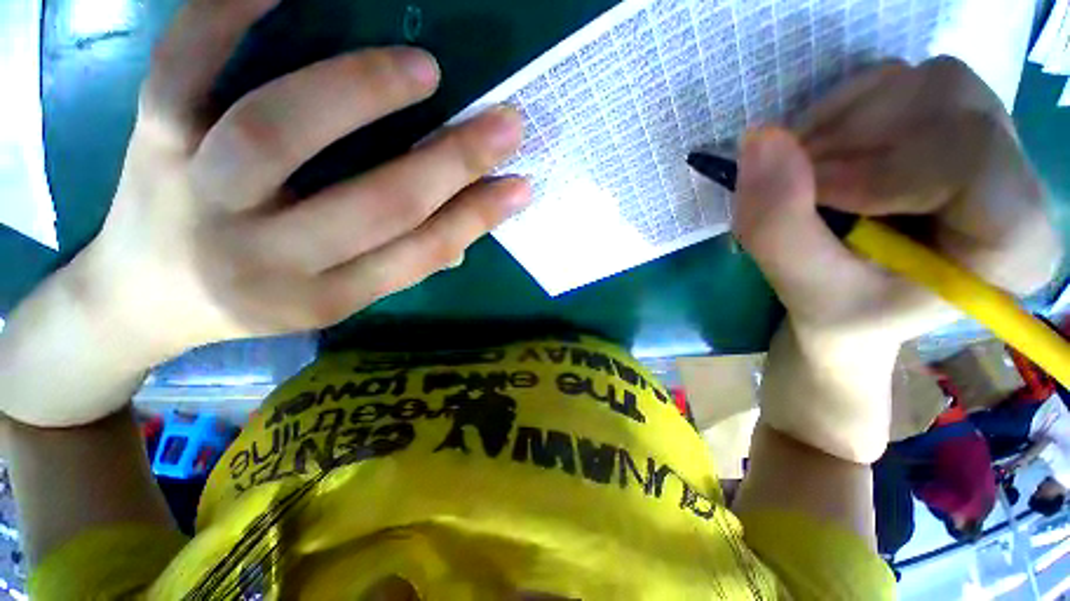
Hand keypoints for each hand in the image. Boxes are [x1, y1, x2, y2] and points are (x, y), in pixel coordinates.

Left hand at [1, 0, 527, 426]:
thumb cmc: (257, 297)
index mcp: (326, 297)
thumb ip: (401, 263)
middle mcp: (268, 257)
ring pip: (277, 134)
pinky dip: (224, 17)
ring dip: (360, 93)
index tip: (521, 185)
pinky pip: (181, 70)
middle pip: (374, 205)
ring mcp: (199, 196)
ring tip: (423, 70)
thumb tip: (466, 229)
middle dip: (451, 163)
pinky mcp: (148, 142)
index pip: (419, 254)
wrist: (145, 296)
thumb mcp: (335, 298)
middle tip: (505, 123)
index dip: (476, 218)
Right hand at [733, 57, 1060, 461]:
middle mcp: (1011, 176)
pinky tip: (817, 157)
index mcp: (1013, 235)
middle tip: (796, 190)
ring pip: (917, 83)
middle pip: (945, 102)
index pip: (965, 152)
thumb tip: (750, 143)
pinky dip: (840, 111)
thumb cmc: (833, 333)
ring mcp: (974, 145)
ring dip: (841, 122)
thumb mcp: (806, 295)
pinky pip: (888, 86)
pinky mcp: (931, 133)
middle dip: (854, 142)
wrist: (840, 332)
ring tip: (803, 178)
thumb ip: (776, 225)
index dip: (878, 163)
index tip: (808, 194)